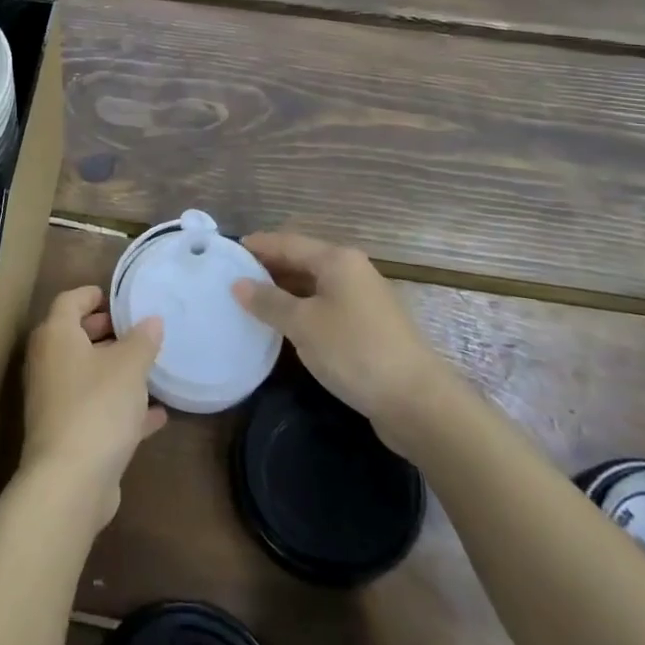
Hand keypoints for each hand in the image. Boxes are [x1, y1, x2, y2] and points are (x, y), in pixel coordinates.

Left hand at [21, 287, 166, 534]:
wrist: (70, 482)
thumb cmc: (97, 406)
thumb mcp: (129, 367)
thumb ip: (142, 340)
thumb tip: (151, 320)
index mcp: (56, 336)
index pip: (69, 301)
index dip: (91, 295)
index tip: (116, 298)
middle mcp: (48, 363)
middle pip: (74, 336)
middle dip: (104, 331)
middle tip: (134, 330)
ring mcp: (54, 400)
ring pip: (86, 374)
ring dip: (114, 370)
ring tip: (148, 367)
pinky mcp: (66, 434)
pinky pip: (95, 408)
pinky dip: (120, 406)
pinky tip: (156, 414)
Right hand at [233, 233, 459, 450]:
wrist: (418, 402)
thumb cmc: (355, 351)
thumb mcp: (303, 324)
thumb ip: (268, 301)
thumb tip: (238, 284)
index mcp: (337, 259)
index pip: (287, 242)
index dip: (257, 246)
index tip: (226, 251)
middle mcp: (352, 271)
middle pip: (301, 261)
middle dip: (268, 268)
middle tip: (232, 278)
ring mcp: (363, 300)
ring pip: (314, 286)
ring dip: (284, 292)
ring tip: (250, 302)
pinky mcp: (369, 328)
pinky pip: (325, 308)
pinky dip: (302, 311)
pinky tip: (284, 326)